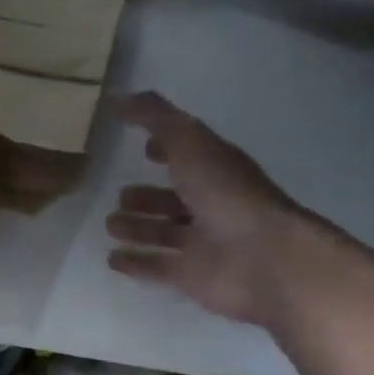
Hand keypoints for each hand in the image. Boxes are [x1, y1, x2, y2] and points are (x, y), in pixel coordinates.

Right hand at [107, 92, 304, 324]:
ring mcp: (201, 242)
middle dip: (147, 197)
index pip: (188, 154)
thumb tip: (117, 98)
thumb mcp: (189, 142)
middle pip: (173, 199)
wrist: (262, 259)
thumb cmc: (227, 195)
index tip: (143, 146)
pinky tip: (112, 260)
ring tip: (110, 225)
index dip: (167, 148)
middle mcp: (210, 204)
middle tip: (119, 196)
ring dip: (138, 229)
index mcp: (215, 169)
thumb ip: (154, 118)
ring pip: (163, 233)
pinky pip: (157, 266)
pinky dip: (136, 263)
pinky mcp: (190, 276)